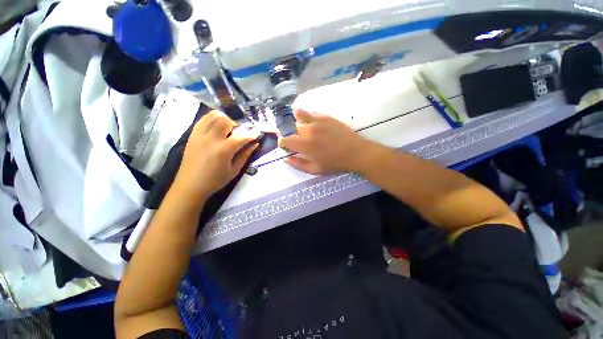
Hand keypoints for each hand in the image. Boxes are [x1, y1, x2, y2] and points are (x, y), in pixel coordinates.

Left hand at [173, 110, 258, 199]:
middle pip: (225, 121)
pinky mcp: (192, 135)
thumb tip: (255, 144)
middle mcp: (210, 139)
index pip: (240, 137)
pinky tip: (217, 128)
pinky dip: (212, 120)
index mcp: (222, 151)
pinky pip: (203, 120)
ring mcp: (199, 135)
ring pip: (212, 116)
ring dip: (224, 119)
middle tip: (239, 133)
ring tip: (228, 128)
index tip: (257, 133)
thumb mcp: (234, 170)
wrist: (190, 186)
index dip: (251, 134)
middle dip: (236, 124)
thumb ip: (245, 155)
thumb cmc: (215, 181)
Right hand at [279, 109, 377, 174]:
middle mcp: (307, 130)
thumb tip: (285, 158)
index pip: (284, 140)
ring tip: (301, 126)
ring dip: (296, 120)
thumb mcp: (315, 170)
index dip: (282, 143)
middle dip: (290, 133)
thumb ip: (297, 164)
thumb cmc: (335, 164)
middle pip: (290, 127)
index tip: (287, 146)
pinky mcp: (325, 116)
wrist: (356, 153)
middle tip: (297, 139)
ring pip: (298, 114)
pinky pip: (311, 112)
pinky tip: (312, 123)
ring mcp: (317, 121)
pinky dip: (307, 116)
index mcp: (303, 145)